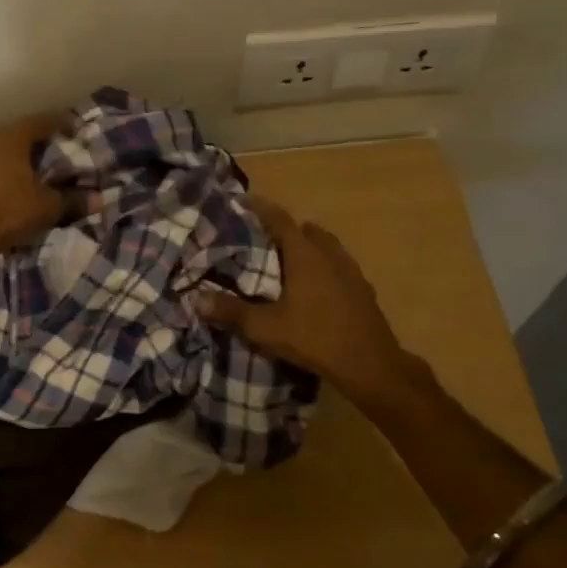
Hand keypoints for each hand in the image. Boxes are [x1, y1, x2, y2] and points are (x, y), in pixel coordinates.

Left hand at [0, 110, 68, 270]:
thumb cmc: (4, 214)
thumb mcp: (45, 209)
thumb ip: (72, 200)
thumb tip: (99, 199)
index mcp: (10, 138)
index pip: (40, 121)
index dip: (59, 123)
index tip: (73, 130)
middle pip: (14, 133)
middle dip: (32, 142)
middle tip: (48, 153)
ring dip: (8, 157)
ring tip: (22, 172)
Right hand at [197, 196, 426, 411]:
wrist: (371, 366)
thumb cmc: (315, 338)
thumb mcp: (265, 328)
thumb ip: (230, 311)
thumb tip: (195, 298)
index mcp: (305, 255)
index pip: (280, 220)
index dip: (260, 208)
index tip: (243, 201)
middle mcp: (330, 255)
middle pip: (306, 230)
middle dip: (285, 230)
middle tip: (262, 240)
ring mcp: (351, 272)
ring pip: (326, 247)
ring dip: (308, 247)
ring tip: (287, 263)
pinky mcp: (363, 290)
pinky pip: (339, 267)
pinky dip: (323, 268)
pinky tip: (314, 289)